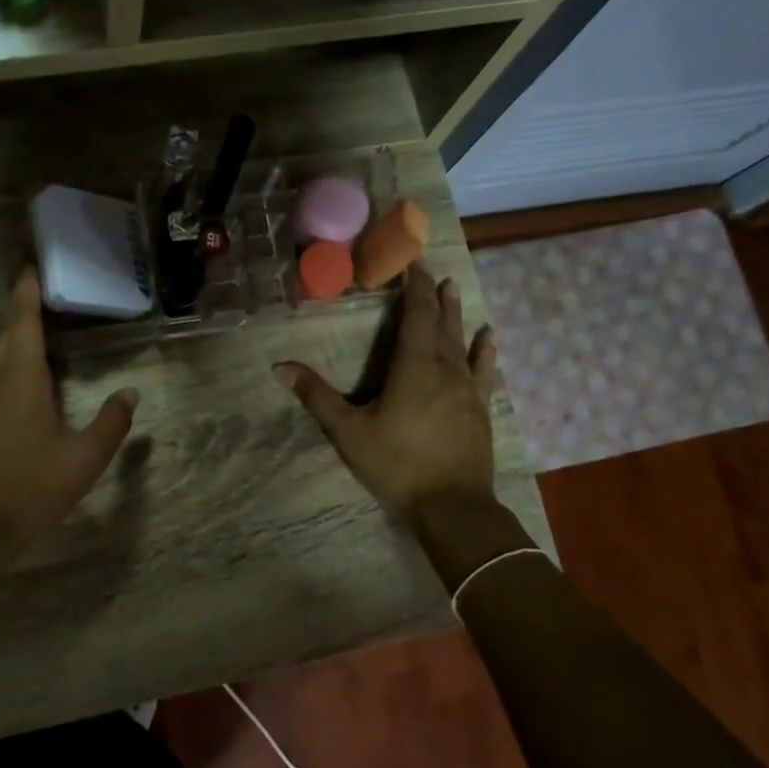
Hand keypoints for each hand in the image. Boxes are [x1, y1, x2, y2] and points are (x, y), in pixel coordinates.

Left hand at [0, 269, 138, 561]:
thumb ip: (112, 422)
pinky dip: (12, 363)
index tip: (31, 263)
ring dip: (18, 337)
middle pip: (8, 333)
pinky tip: (28, 379)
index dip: (27, 289)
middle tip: (50, 292)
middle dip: (25, 308)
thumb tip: (132, 392)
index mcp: (20, 378)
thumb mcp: (85, 459)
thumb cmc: (31, 489)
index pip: (23, 320)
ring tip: (45, 329)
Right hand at [275, 265, 495, 517]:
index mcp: (414, 367)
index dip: (413, 287)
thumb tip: (280, 367)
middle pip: (440, 322)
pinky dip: (484, 350)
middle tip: (429, 270)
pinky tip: (488, 337)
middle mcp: (445, 369)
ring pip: (462, 341)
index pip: (416, 315)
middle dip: (432, 295)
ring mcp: (467, 389)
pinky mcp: (479, 408)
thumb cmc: (397, 465)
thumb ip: (317, 397)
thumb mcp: (349, 432)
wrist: (452, 506)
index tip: (411, 261)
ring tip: (454, 288)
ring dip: (456, 314)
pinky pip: (483, 369)